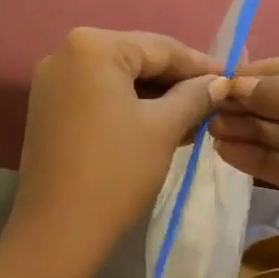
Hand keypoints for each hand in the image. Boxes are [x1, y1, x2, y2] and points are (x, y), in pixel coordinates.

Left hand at [7, 29, 226, 277]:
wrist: (58, 230)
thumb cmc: (116, 172)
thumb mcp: (163, 129)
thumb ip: (194, 97)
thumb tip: (220, 83)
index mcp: (93, 47)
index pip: (160, 47)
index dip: (200, 65)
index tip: (231, 79)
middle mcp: (66, 53)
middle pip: (136, 58)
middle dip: (176, 81)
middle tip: (215, 99)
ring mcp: (52, 82)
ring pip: (117, 79)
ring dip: (155, 96)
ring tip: (195, 116)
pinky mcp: (47, 108)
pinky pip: (98, 96)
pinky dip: (128, 107)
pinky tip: (161, 124)